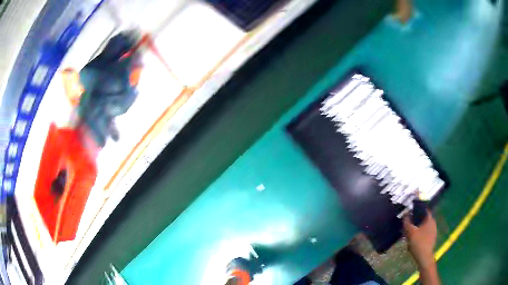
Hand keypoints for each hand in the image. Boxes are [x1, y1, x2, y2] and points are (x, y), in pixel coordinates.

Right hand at [403, 210, 436, 268]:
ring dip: (416, 229)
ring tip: (409, 234)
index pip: (424, 210)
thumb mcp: (411, 232)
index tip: (411, 211)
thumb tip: (405, 215)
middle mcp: (433, 224)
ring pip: (423, 227)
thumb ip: (407, 223)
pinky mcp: (431, 239)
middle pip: (423, 219)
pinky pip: (424, 234)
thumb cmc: (419, 242)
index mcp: (430, 220)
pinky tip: (413, 241)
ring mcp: (433, 232)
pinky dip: (419, 235)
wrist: (424, 257)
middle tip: (408, 225)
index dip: (418, 209)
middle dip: (416, 222)